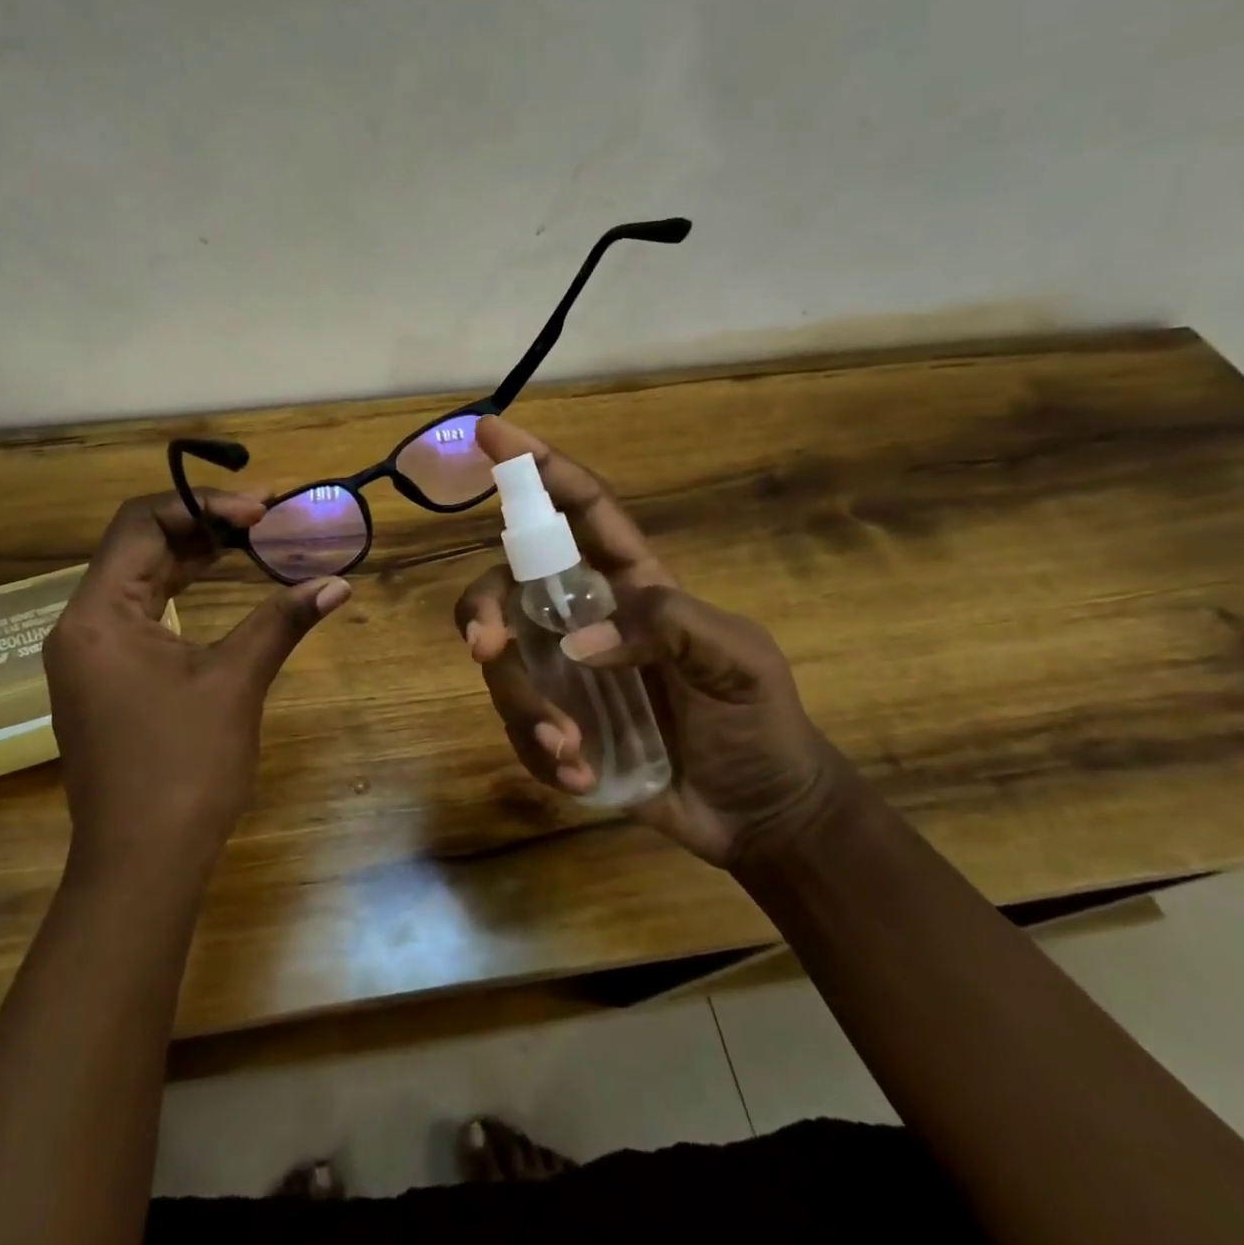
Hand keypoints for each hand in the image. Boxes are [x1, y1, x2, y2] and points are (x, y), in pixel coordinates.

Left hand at [45, 489, 349, 879]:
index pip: (141, 524)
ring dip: (192, 556)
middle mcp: (82, 625)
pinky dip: (180, 592)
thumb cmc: (184, 767)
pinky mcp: (104, 679)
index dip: (203, 506)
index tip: (261, 511)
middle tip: (264, 517)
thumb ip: (281, 621)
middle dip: (202, 525)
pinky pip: (140, 613)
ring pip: (139, 579)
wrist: (141, 864)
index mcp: (98, 615)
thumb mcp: (235, 683)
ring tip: (250, 541)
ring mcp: (89, 655)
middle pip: (138, 547)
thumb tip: (337, 583)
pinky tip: (218, 585)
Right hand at [455, 416, 846, 867]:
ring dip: (526, 708)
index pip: (578, 510)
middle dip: (484, 610)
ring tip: (573, 753)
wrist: (759, 812)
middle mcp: (582, 618)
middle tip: (486, 647)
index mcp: (629, 583)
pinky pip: (518, 728)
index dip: (537, 467)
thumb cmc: (759, 723)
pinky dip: (540, 754)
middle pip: (507, 587)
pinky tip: (583, 777)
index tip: (491, 432)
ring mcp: (563, 674)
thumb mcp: (738, 658)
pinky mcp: (556, 726)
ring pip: (503, 666)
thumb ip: (671, 627)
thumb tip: (579, 642)